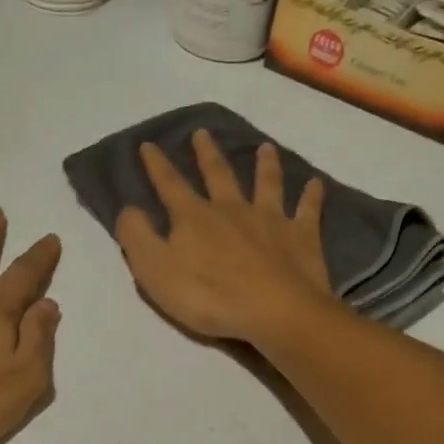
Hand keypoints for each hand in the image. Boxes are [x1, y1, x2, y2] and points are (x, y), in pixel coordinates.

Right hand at [114, 130, 338, 344]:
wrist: (274, 311)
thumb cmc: (208, 296)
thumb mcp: (155, 270)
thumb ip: (137, 237)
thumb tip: (128, 209)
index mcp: (194, 217)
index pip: (170, 185)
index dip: (156, 165)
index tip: (148, 144)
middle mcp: (231, 209)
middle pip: (218, 174)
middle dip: (206, 153)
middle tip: (202, 133)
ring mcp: (270, 219)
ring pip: (266, 183)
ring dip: (264, 164)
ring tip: (265, 147)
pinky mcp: (301, 236)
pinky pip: (307, 209)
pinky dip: (311, 195)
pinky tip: (316, 183)